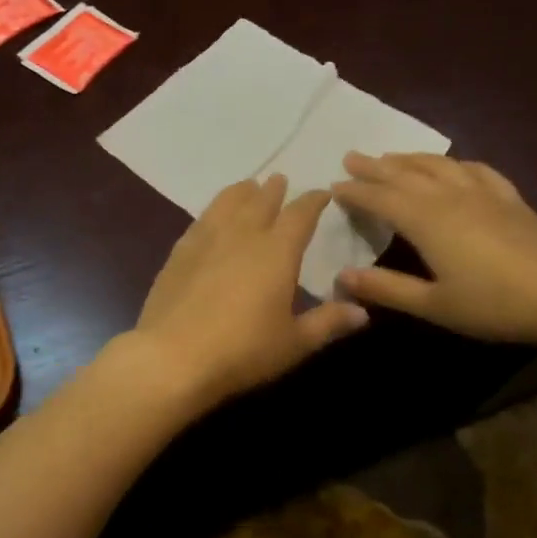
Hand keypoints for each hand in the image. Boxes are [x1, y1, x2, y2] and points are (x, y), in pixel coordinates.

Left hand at [128, 174, 368, 411]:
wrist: (173, 357)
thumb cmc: (243, 350)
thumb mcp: (294, 343)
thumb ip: (328, 322)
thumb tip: (363, 312)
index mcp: (277, 251)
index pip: (300, 215)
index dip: (313, 201)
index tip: (322, 194)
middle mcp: (243, 235)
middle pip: (261, 201)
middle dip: (275, 190)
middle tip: (281, 180)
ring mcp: (206, 240)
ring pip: (227, 202)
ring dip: (242, 192)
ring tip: (248, 187)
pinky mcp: (179, 252)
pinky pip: (201, 219)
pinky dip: (214, 210)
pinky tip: (212, 218)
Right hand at [332, 152, 536, 347]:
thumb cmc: (494, 305)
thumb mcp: (434, 305)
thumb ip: (387, 288)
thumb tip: (342, 276)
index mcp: (427, 221)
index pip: (381, 198)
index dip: (356, 191)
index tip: (333, 185)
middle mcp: (450, 197)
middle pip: (405, 174)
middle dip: (375, 166)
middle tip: (351, 156)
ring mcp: (484, 194)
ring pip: (439, 165)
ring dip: (410, 158)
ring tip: (392, 156)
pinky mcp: (511, 199)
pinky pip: (477, 170)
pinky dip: (456, 163)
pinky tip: (454, 165)